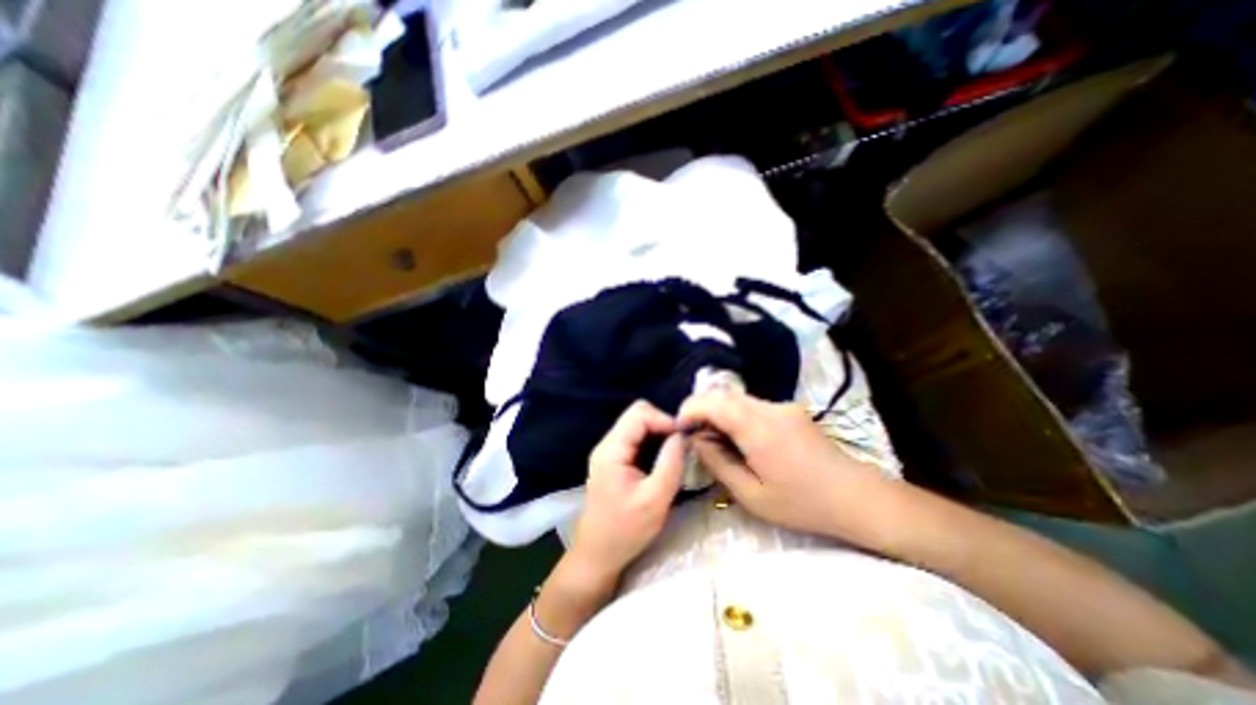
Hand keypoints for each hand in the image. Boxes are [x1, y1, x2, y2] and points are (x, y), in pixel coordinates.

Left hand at [571, 403, 684, 581]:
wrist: (598, 555)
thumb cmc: (626, 531)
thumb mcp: (655, 499)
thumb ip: (670, 463)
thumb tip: (683, 436)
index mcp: (612, 449)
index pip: (640, 413)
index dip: (665, 419)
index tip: (684, 439)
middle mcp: (608, 444)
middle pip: (638, 416)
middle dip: (663, 426)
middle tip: (682, 447)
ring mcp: (610, 452)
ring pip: (639, 427)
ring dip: (660, 436)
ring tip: (676, 455)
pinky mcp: (615, 461)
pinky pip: (637, 441)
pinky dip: (654, 445)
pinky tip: (664, 462)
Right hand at [676, 391, 892, 538]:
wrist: (858, 498)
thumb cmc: (803, 504)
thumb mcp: (752, 495)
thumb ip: (718, 463)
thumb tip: (696, 440)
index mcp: (758, 428)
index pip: (714, 402)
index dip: (690, 409)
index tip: (679, 427)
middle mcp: (769, 408)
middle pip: (724, 395)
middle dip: (702, 410)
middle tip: (694, 436)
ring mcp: (782, 406)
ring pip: (738, 399)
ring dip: (719, 413)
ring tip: (716, 442)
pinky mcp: (790, 410)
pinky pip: (753, 406)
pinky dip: (737, 416)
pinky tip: (742, 441)